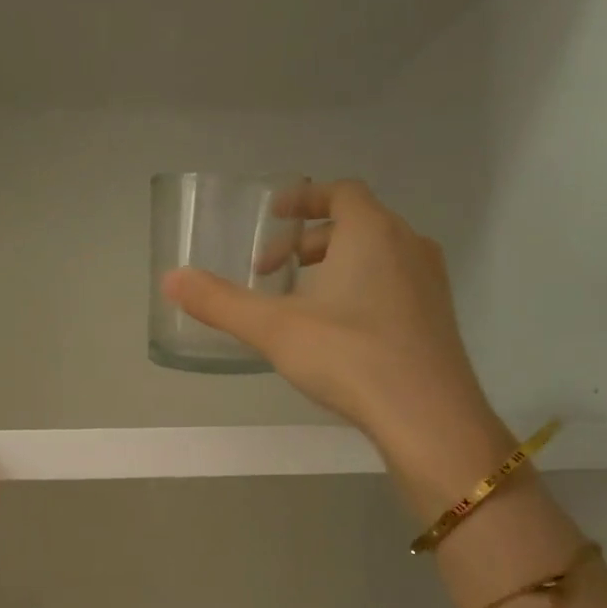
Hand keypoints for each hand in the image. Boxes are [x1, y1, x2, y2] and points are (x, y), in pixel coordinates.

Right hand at [161, 178, 510, 504]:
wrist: (426, 414)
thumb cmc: (348, 356)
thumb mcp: (273, 329)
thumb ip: (220, 303)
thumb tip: (170, 278)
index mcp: (371, 232)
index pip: (340, 193)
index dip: (303, 200)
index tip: (272, 218)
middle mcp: (407, 245)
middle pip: (356, 223)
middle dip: (309, 241)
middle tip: (272, 272)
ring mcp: (429, 281)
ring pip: (377, 255)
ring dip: (335, 266)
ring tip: (301, 303)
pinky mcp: (436, 317)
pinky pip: (393, 283)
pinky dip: (360, 289)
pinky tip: (337, 333)